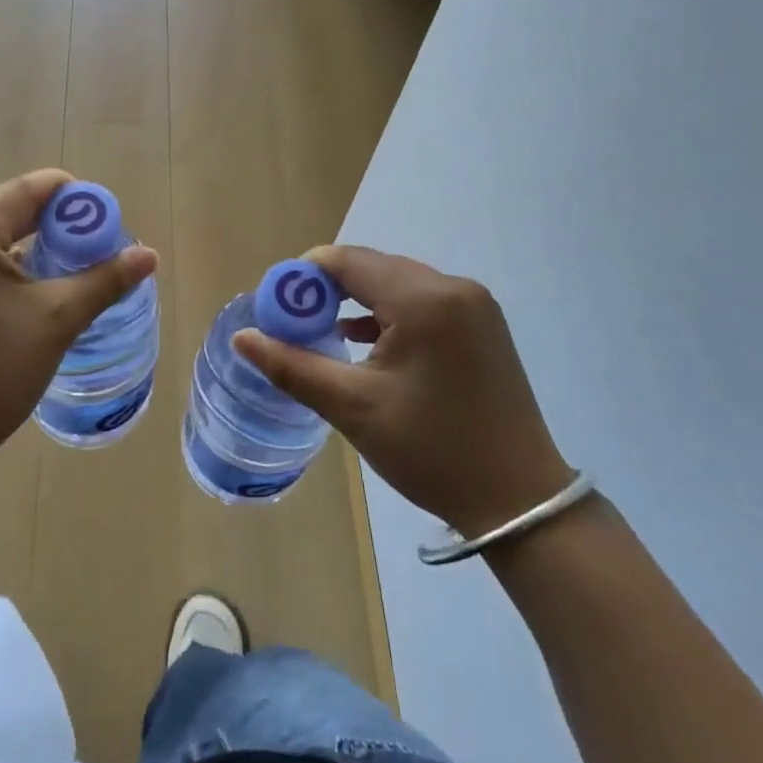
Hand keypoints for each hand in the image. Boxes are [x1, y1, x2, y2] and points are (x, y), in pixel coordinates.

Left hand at [0, 170, 157, 477]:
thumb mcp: (55, 321)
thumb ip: (104, 280)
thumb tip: (149, 254)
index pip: (26, 191)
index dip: (71, 199)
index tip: (104, 221)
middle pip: (1, 211)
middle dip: (48, 227)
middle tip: (87, 252)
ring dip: (19, 248)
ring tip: (56, 275)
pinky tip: (13, 295)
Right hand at [232, 247, 572, 537]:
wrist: (520, 501)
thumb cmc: (431, 451)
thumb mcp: (353, 408)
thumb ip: (292, 365)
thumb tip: (242, 337)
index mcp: (424, 299)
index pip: (347, 261)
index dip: (303, 277)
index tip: (277, 307)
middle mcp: (453, 287)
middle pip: (373, 268)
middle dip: (328, 290)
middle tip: (295, 324)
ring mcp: (474, 304)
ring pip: (397, 283)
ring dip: (357, 301)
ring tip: (323, 334)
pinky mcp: (482, 324)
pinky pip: (422, 300)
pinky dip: (388, 312)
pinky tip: (365, 341)